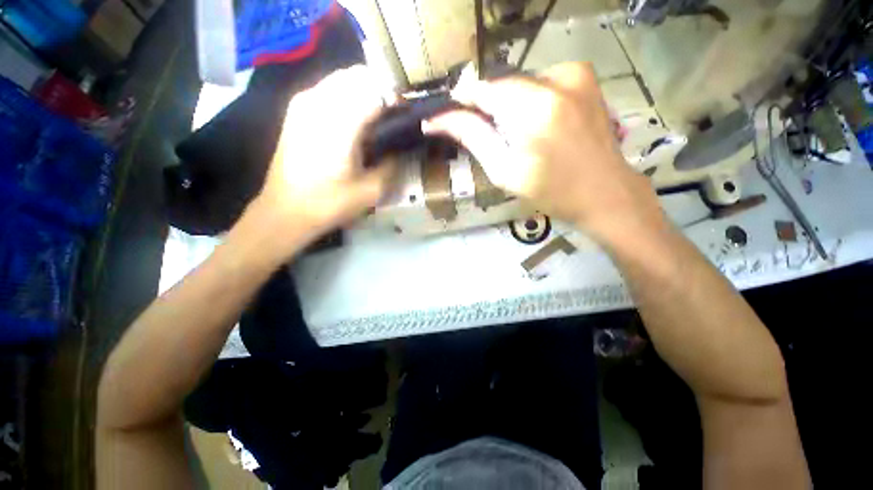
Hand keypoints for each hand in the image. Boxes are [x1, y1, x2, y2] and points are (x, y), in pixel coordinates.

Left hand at [251, 65, 396, 249]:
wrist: (285, 211)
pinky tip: (355, 120)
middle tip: (395, 115)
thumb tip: (402, 147)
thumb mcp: (372, 190)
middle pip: (359, 76)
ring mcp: (304, 102)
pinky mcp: (296, 110)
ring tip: (378, 117)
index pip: (377, 90)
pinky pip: (329, 88)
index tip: (408, 114)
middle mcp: (319, 102)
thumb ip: (392, 164)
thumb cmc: (330, 203)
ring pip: (343, 78)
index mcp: (341, 123)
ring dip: (364, 91)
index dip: (397, 99)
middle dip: (381, 89)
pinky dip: (347, 96)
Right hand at [424, 63, 661, 242]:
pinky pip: (539, 82)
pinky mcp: (583, 76)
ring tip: (516, 137)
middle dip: (487, 109)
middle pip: (500, 86)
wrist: (604, 191)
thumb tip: (438, 121)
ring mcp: (574, 73)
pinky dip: (529, 101)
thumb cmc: (550, 191)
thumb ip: (472, 137)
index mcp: (534, 109)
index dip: (461, 104)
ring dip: (508, 107)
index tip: (449, 121)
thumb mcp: (504, 172)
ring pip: (518, 84)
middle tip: (490, 138)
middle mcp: (556, 79)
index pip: (481, 91)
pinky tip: (537, 125)